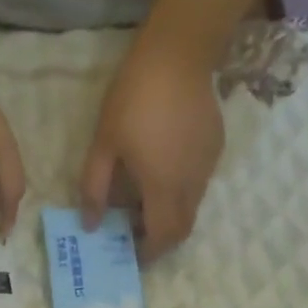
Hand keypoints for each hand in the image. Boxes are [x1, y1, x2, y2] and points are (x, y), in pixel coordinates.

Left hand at [80, 29, 223, 261]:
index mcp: (163, 187)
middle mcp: (192, 185)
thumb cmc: (133, 99)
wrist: (178, 54)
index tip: (130, 252)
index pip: (162, 238)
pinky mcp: (216, 149)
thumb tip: (91, 225)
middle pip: (183, 230)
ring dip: (171, 216)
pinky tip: (163, 171)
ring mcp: (208, 167)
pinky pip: (200, 183)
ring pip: (193, 208)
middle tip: (137, 234)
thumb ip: (95, 189)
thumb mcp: (103, 145)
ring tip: (145, 202)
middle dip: (161, 240)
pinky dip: (181, 192)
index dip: (148, 252)